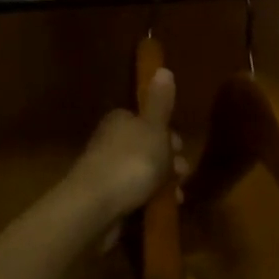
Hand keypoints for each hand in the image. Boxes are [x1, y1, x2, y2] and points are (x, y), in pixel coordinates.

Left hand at [63, 68, 186, 248]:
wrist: (96, 207)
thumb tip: (162, 69)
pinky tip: (163, 209)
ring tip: (177, 196)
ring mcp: (107, 172)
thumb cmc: (131, 161)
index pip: (147, 121)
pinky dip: (151, 200)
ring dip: (163, 183)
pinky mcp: (106, 198)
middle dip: (169, 161)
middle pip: (147, 148)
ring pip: (143, 173)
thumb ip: (160, 102)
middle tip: (182, 174)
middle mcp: (111, 142)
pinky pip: (135, 195)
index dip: (167, 133)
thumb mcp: (154, 128)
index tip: (180, 147)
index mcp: (120, 121)